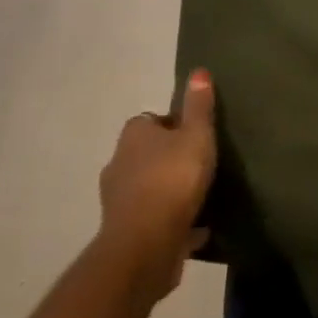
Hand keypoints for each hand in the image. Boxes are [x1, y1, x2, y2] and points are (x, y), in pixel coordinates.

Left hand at [98, 70, 217, 301]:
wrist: (145, 247)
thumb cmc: (172, 179)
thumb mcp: (196, 135)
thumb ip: (198, 105)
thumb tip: (198, 71)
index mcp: (133, 136)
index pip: (149, 120)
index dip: (171, 125)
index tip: (193, 135)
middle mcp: (118, 164)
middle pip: (146, 155)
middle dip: (167, 159)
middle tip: (197, 164)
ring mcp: (118, 202)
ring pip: (147, 189)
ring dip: (167, 192)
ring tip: (198, 197)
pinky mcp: (125, 234)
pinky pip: (153, 221)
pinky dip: (170, 223)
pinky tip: (196, 230)